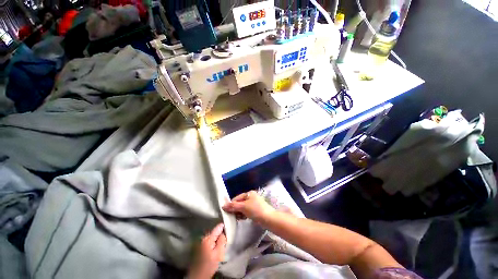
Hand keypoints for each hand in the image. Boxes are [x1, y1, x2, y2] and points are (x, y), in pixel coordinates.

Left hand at [187, 223, 226, 278]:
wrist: (199, 275)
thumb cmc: (210, 264)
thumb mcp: (219, 253)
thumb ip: (222, 240)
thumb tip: (224, 232)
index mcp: (208, 238)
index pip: (218, 227)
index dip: (224, 227)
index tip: (229, 228)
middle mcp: (204, 238)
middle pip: (215, 231)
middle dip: (221, 234)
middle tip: (225, 239)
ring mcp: (202, 242)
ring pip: (213, 236)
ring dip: (217, 238)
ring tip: (221, 244)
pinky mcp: (201, 246)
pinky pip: (210, 240)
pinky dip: (214, 242)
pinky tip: (216, 248)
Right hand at [222, 191, 275, 223]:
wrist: (269, 219)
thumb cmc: (256, 210)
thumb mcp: (243, 207)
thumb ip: (233, 206)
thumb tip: (223, 206)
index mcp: (249, 193)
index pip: (237, 198)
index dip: (231, 204)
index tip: (226, 212)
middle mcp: (251, 197)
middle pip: (240, 203)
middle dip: (235, 209)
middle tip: (232, 216)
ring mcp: (254, 204)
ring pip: (243, 208)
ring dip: (239, 213)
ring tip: (238, 218)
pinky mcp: (256, 210)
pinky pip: (247, 211)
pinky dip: (244, 215)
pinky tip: (242, 219)